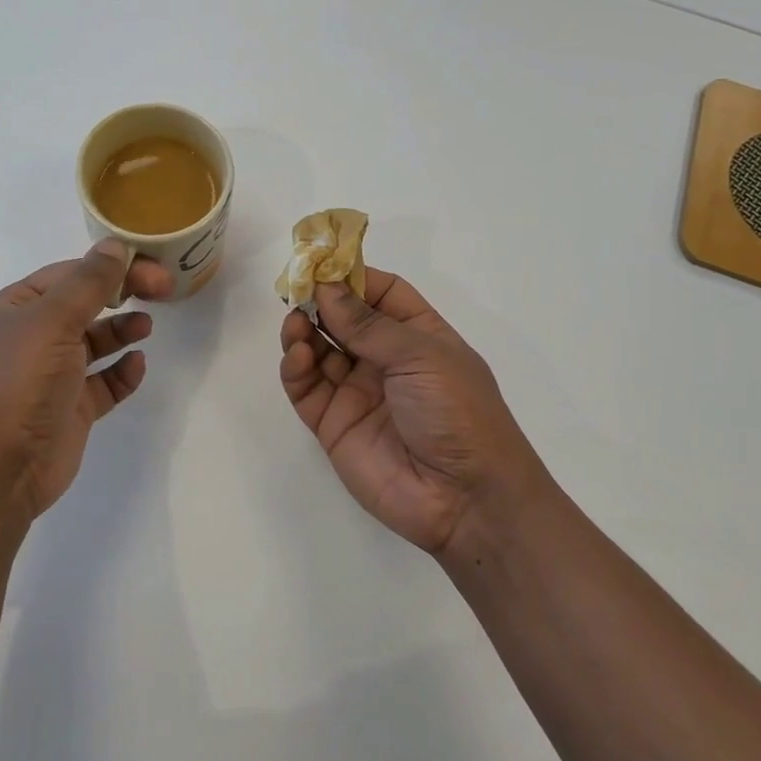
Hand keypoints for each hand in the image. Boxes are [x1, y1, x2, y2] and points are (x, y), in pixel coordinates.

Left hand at [0, 242, 173, 521]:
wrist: (1, 468)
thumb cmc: (22, 382)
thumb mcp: (54, 321)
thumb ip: (89, 282)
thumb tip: (115, 245)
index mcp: (18, 307)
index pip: (71, 274)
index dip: (113, 266)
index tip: (153, 269)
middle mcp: (32, 336)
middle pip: (86, 304)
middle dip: (122, 294)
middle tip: (162, 291)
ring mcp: (52, 374)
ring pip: (95, 342)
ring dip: (121, 331)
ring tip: (146, 327)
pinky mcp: (70, 408)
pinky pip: (103, 382)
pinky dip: (122, 372)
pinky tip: (136, 367)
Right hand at [279, 269, 543, 554]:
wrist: (465, 500)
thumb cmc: (457, 413)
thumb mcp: (421, 356)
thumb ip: (367, 324)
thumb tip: (325, 286)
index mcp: (419, 336)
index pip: (381, 293)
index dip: (351, 276)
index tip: (320, 260)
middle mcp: (386, 360)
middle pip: (343, 319)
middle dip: (320, 301)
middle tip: (295, 288)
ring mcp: (357, 391)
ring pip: (319, 349)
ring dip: (304, 330)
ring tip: (296, 324)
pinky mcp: (333, 423)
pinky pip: (307, 387)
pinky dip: (296, 367)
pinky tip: (298, 355)